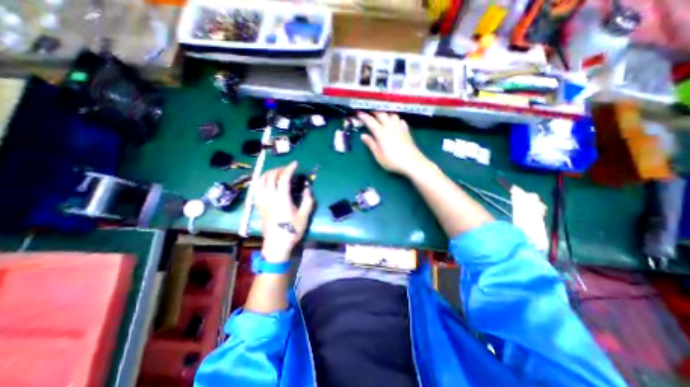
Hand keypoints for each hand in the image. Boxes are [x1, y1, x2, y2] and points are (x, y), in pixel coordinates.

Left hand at [253, 162, 314, 260]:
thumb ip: (307, 201)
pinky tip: (266, 181)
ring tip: (276, 173)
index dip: (289, 168)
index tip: (295, 164)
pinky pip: (256, 188)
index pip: (283, 178)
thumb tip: (307, 188)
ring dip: (268, 173)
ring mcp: (262, 201)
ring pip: (260, 181)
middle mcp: (269, 197)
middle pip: (270, 177)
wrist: (276, 245)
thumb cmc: (292, 231)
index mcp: (282, 199)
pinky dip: (260, 181)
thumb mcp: (304, 216)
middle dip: (279, 169)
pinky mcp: (258, 205)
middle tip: (287, 169)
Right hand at [359, 110, 428, 175]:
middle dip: (374, 111)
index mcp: (381, 133)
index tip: (358, 112)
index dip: (363, 116)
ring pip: (392, 114)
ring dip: (386, 113)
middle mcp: (390, 127)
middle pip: (381, 114)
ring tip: (382, 115)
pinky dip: (396, 119)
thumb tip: (363, 135)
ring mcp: (399, 128)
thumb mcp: (378, 155)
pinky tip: (395, 122)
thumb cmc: (392, 160)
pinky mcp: (406, 131)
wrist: (411, 162)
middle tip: (368, 110)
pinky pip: (400, 120)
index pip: (370, 121)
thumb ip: (371, 144)